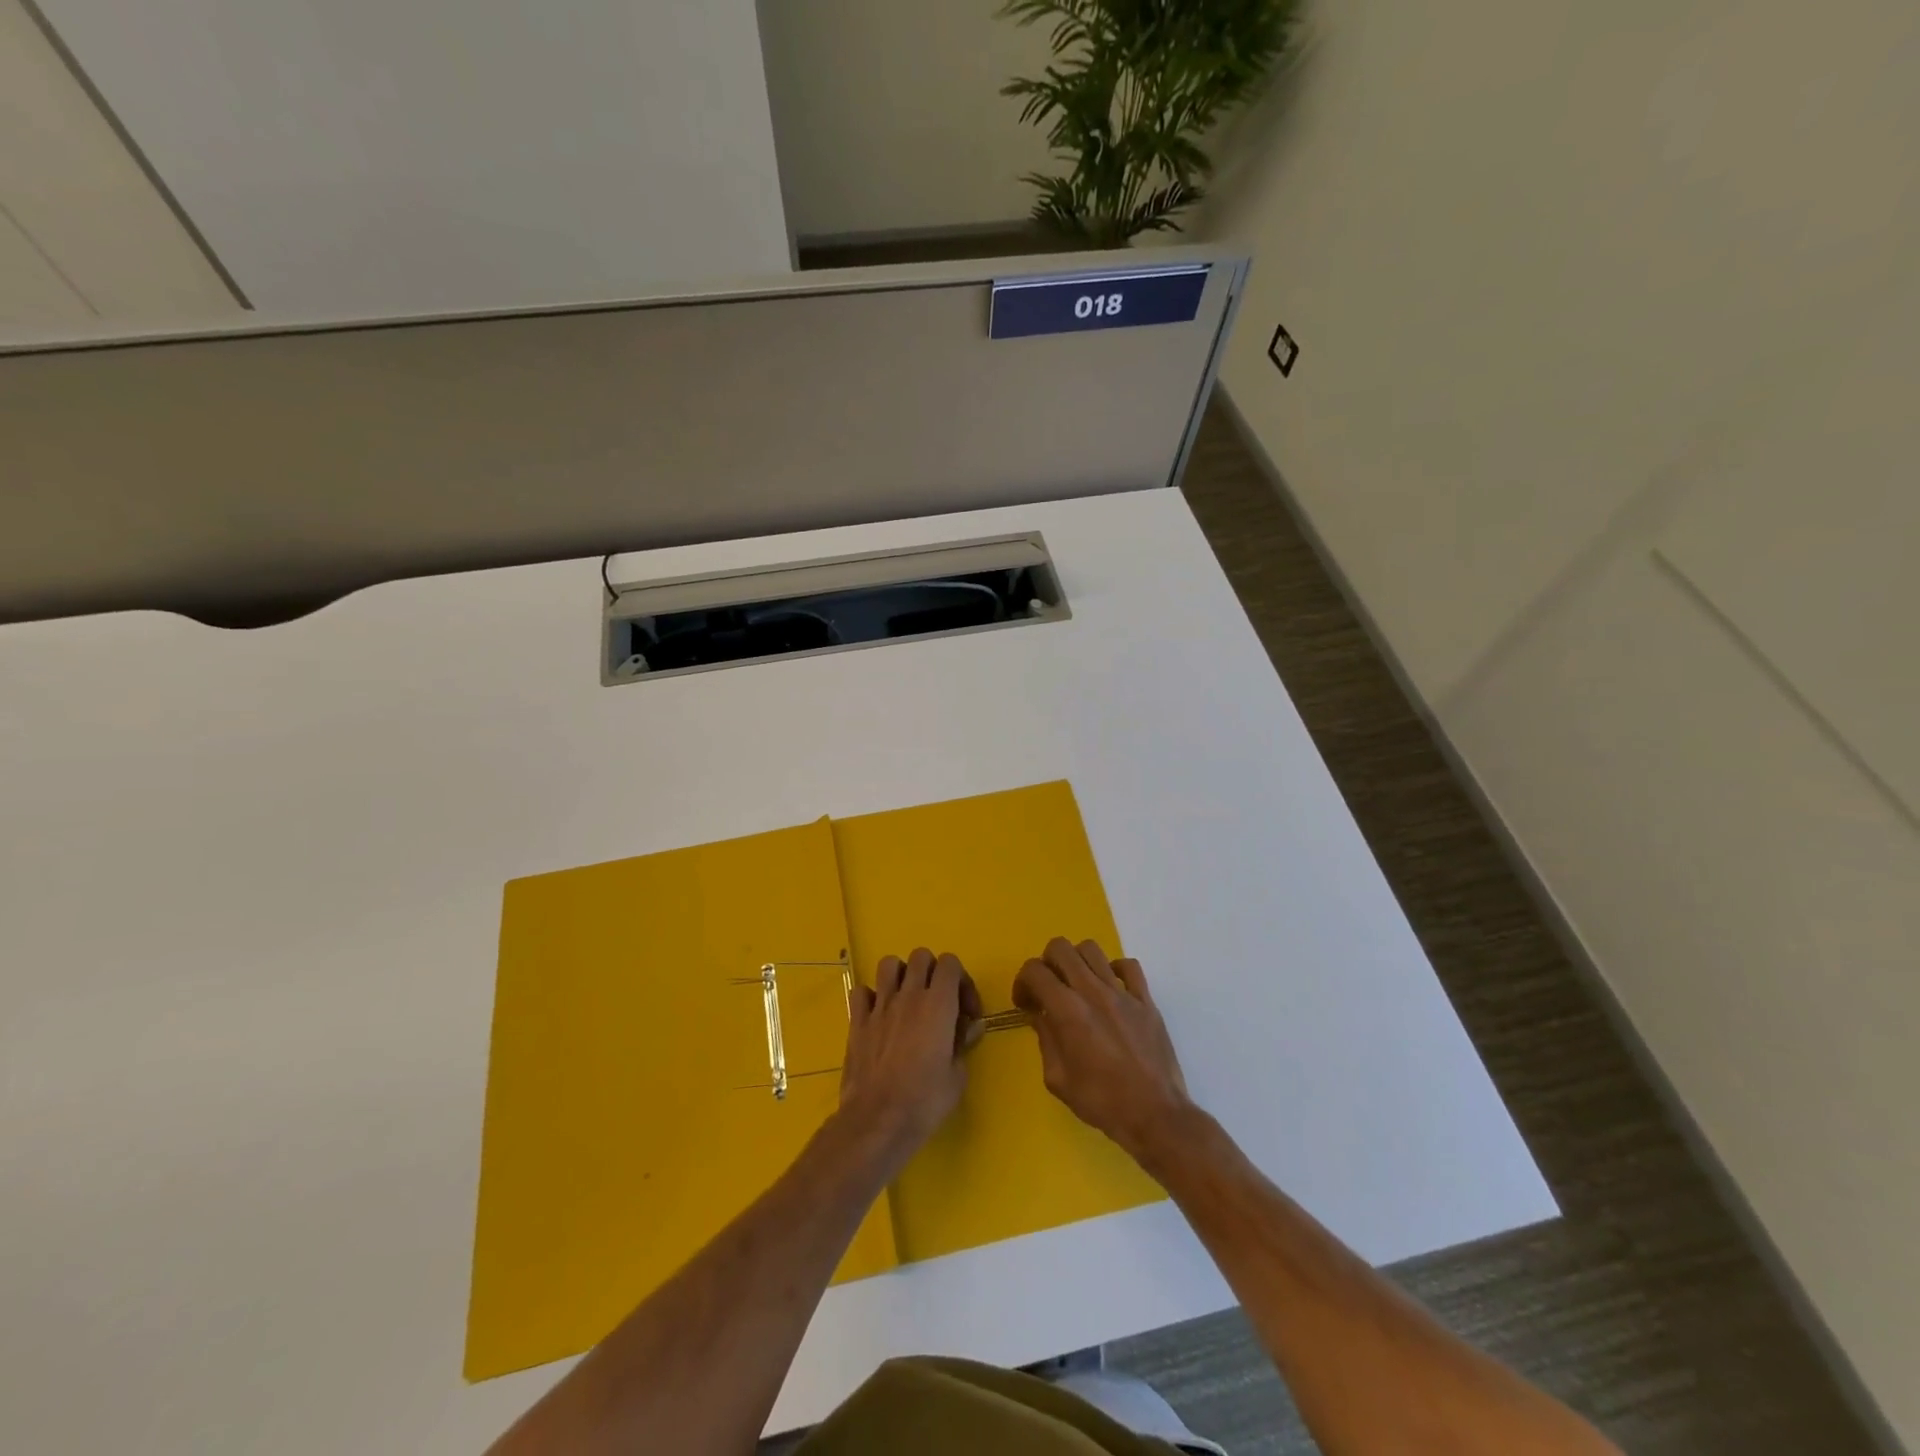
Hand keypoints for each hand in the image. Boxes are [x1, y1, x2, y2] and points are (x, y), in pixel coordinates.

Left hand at [838, 948, 983, 1161]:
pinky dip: (870, 997)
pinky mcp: (857, 1021)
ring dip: (901, 975)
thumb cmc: (925, 1101)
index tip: (965, 1011)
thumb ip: (963, 1042)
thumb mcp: (957, 1075)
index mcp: (938, 1004)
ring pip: (889, 964)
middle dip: (933, 972)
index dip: (961, 980)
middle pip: (921, 956)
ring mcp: (880, 1005)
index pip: (950, 963)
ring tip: (907, 1000)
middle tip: (938, 1001)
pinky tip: (878, 1016)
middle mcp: (909, 995)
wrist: (878, 1120)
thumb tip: (970, 1026)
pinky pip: (861, 992)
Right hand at [1013, 937, 1192, 1164]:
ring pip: (1092, 949)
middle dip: (1046, 963)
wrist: (1154, 1115)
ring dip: (1077, 961)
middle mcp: (1093, 991)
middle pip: (1060, 948)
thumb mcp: (1058, 1079)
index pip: (1034, 971)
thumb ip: (1045, 1040)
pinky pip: (1129, 966)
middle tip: (1049, 990)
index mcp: (1067, 1010)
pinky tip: (1110, 989)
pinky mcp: (1146, 1000)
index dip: (1022, 982)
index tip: (1026, 1004)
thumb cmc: (1101, 1102)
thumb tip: (1040, 1017)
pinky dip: (1114, 970)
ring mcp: (1122, 992)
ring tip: (1077, 986)